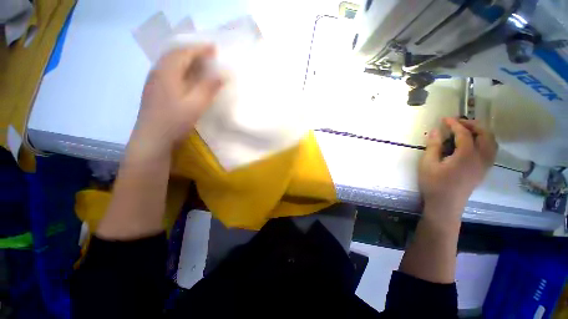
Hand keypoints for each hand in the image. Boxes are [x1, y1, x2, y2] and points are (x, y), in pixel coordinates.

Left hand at [129, 45, 222, 157]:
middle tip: (208, 54)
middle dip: (192, 51)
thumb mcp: (195, 105)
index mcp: (167, 73)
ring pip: (170, 62)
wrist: (152, 138)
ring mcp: (154, 81)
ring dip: (185, 59)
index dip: (200, 49)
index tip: (214, 48)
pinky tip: (186, 76)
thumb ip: (209, 88)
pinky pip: (168, 71)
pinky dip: (180, 68)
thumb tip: (223, 74)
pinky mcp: (154, 89)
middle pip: (175, 54)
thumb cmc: (174, 121)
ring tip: (199, 63)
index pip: (184, 53)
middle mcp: (158, 72)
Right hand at [419, 118, 497, 221]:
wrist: (445, 205)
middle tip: (459, 122)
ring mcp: (484, 165)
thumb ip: (433, 146)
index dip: (454, 124)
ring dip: (482, 132)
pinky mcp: (483, 171)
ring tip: (468, 130)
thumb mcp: (427, 164)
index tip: (445, 119)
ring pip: (492, 143)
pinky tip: (473, 144)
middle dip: (473, 125)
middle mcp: (480, 158)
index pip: (464, 133)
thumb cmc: (433, 184)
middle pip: (485, 135)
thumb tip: (435, 130)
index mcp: (466, 156)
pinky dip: (485, 142)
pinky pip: (491, 151)